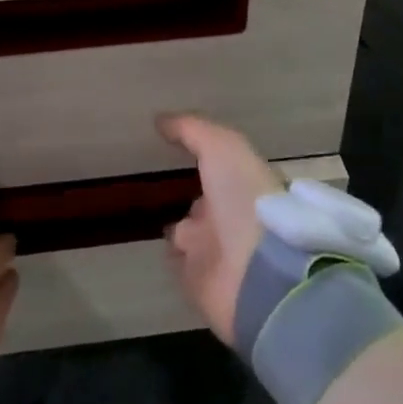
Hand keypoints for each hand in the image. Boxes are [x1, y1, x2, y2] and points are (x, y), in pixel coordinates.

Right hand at [158, 113, 284, 346]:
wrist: (256, 275)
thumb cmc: (244, 198)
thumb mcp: (221, 147)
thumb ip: (191, 130)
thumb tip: (160, 120)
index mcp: (243, 183)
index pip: (221, 166)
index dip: (204, 155)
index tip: (175, 145)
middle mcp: (231, 214)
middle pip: (205, 199)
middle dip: (189, 191)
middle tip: (157, 179)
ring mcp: (216, 250)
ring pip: (189, 232)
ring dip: (177, 225)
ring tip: (146, 211)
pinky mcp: (199, 283)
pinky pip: (178, 263)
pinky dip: (168, 255)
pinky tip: (150, 243)